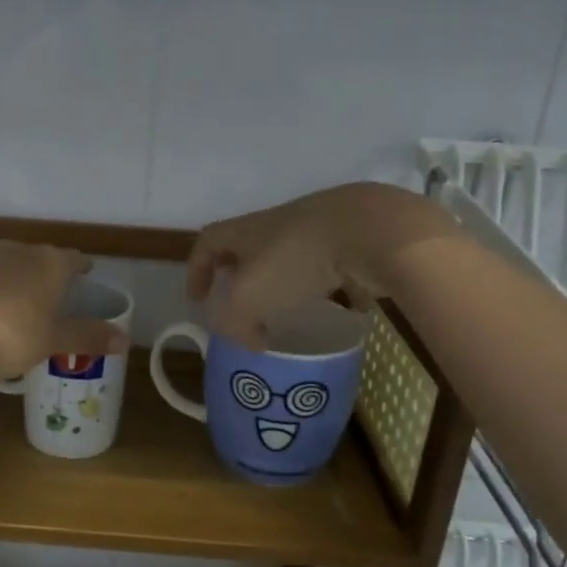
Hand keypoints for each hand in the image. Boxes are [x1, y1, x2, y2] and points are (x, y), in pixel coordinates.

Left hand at [0, 241, 127, 380]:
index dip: (82, 268)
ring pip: (14, 264)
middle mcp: (21, 252)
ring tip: (26, 301)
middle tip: (58, 293)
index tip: (87, 275)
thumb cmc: (13, 333)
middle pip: (43, 257)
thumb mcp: (54, 340)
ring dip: (22, 278)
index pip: (74, 259)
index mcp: (51, 263)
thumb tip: (125, 340)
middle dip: (51, 272)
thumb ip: (89, 337)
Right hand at [186, 183, 457, 347]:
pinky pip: (329, 264)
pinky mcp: (351, 239)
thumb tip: (247, 342)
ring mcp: (316, 228)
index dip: (197, 270)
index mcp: (245, 231)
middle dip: (241, 276)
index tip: (199, 299)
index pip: (207, 242)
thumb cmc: (296, 259)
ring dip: (283, 282)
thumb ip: (235, 324)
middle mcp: (277, 224)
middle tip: (243, 307)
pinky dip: (327, 286)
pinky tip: (337, 309)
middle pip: (247, 247)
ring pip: (289, 255)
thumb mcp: (250, 298)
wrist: (370, 230)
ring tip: (288, 312)